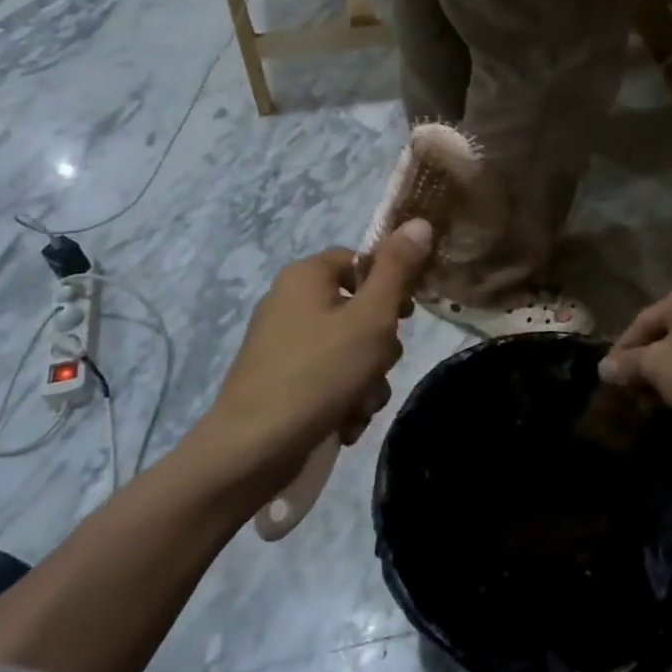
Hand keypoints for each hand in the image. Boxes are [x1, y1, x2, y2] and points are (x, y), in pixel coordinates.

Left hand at [181, 220, 432, 503]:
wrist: (252, 449)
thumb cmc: (319, 373)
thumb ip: (398, 270)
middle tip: (378, 368)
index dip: (389, 286)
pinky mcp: (277, 380)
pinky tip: (345, 423)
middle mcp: (288, 302)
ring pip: (347, 350)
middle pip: (357, 310)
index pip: (359, 261)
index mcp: (305, 276)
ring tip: (360, 406)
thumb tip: (419, 222)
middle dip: (378, 348)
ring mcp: (280, 344)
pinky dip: (342, 398)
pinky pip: (325, 378)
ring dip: (366, 380)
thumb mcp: (371, 317)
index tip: (406, 317)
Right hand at [598, 277, 671, 438]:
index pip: (644, 320)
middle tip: (635, 391)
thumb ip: (627, 365)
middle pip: (670, 332)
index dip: (623, 350)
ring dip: (671, 371)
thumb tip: (603, 368)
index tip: (611, 376)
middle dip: (649, 363)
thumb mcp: (656, 368)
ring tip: (657, 401)